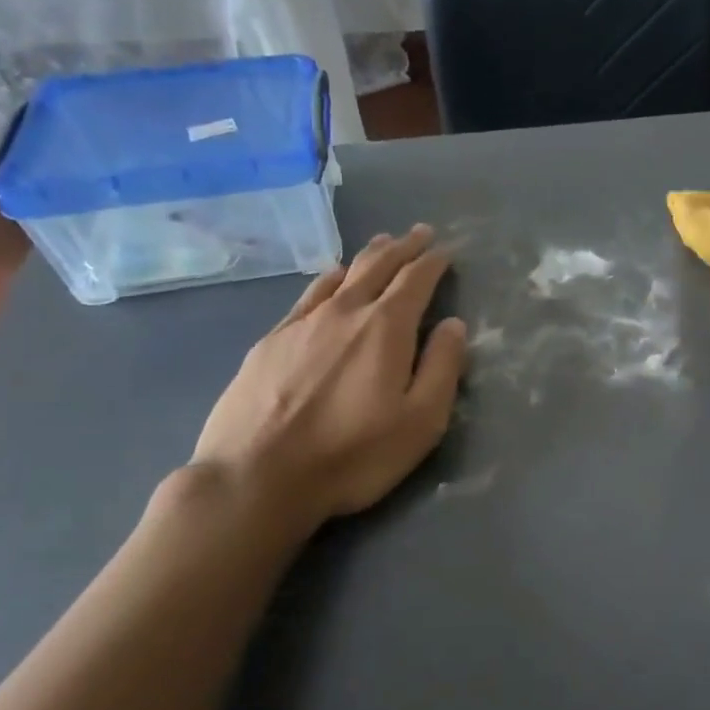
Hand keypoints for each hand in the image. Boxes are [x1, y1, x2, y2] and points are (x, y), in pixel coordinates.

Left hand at [189, 225, 466, 541]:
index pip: (416, 280)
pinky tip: (330, 280)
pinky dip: (329, 278)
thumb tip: (453, 325)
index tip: (445, 249)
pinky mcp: (270, 341)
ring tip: (381, 245)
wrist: (256, 477)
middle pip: (378, 266)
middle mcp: (344, 312)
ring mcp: (302, 323)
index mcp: (386, 328)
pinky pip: (309, 295)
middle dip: (403, 247)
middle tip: (419, 232)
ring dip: (367, 257)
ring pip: (341, 275)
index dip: (433, 261)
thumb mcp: (421, 421)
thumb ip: (442, 368)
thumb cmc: (352, 454)